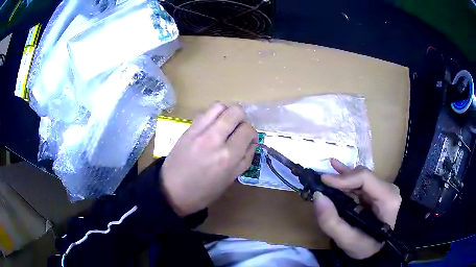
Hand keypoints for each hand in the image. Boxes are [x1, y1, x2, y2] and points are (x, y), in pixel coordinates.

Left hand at [161, 103, 257, 216]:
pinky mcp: (188, 129)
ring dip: (227, 112)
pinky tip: (211, 126)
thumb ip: (245, 159)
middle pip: (235, 111)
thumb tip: (252, 142)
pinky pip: (204, 112)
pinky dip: (212, 115)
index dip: (252, 133)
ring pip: (219, 106)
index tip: (248, 139)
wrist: (172, 190)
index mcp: (227, 156)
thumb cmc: (204, 191)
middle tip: (238, 129)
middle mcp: (214, 139)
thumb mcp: (230, 180)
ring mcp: (199, 132)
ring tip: (225, 124)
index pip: (247, 129)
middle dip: (242, 118)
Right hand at [313, 159, 401, 258]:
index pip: (365, 178)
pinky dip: (348, 179)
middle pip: (363, 176)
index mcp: (387, 198)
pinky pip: (361, 183)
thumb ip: (332, 221)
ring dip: (342, 177)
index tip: (323, 181)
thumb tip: (317, 196)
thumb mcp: (348, 241)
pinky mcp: (378, 194)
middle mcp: (388, 189)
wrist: (381, 252)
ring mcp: (384, 190)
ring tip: (326, 173)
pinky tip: (337, 168)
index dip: (344, 178)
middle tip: (321, 182)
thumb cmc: (367, 249)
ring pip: (361, 178)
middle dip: (341, 178)